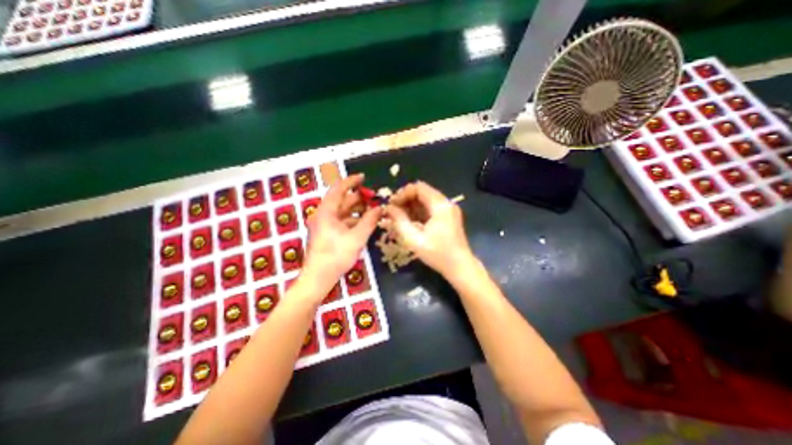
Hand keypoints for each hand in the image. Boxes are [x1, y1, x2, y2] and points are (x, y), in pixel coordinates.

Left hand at [300, 174, 382, 299]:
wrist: (318, 278)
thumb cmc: (336, 257)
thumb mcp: (356, 238)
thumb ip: (369, 221)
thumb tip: (380, 208)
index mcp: (326, 212)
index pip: (338, 190)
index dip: (351, 181)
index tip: (363, 177)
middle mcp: (323, 215)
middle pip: (341, 200)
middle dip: (358, 198)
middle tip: (374, 197)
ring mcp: (324, 225)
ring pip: (342, 211)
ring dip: (357, 210)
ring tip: (373, 209)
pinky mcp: (327, 233)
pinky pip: (342, 221)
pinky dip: (353, 219)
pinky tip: (365, 222)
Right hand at [384, 181, 474, 276]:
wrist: (460, 267)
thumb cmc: (437, 254)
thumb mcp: (414, 239)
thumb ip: (399, 221)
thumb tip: (388, 208)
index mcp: (440, 205)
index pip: (419, 187)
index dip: (402, 193)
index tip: (391, 204)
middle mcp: (446, 203)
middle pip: (422, 192)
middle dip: (405, 200)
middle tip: (392, 211)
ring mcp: (448, 210)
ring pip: (425, 200)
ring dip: (411, 206)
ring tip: (398, 217)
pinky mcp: (448, 217)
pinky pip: (430, 209)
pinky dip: (418, 212)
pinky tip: (409, 222)